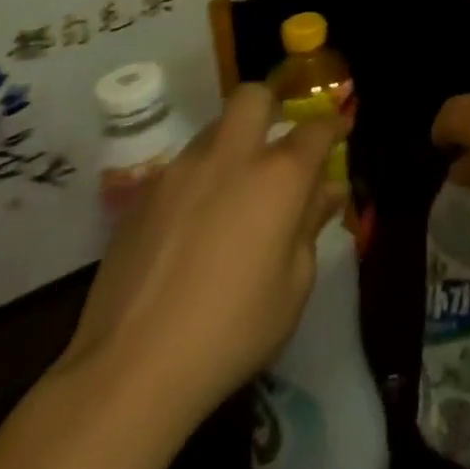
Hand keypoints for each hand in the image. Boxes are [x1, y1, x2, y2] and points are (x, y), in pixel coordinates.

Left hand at [52, 84, 346, 433]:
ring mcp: (181, 171)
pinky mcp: (142, 196)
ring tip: (235, 187)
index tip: (341, 129)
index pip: (316, 129)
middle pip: (254, 97)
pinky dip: (198, 179)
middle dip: (272, 106)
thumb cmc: (231, 331)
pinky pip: (181, 167)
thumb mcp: (293, 286)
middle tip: (277, 140)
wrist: (129, 371)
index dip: (333, 125)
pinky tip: (195, 223)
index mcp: (279, 175)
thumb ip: (311, 227)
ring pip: (214, 129)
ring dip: (233, 143)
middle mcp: (232, 156)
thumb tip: (327, 192)